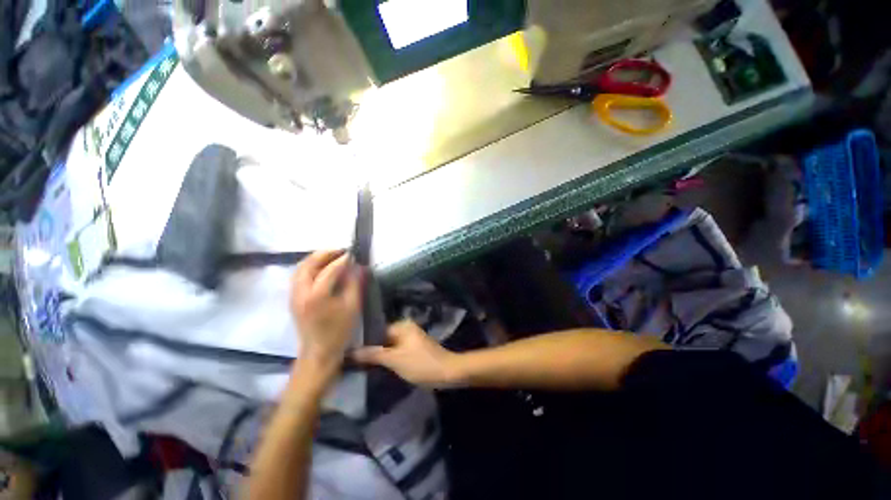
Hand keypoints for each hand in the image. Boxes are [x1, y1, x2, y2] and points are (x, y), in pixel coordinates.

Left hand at [291, 251, 362, 373]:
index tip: (353, 254)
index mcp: (317, 296)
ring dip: (316, 259)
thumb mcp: (352, 307)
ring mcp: (294, 295)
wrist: (319, 352)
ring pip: (300, 268)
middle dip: (325, 254)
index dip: (342, 260)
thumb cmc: (339, 331)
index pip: (329, 270)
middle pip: (308, 264)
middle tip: (341, 250)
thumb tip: (357, 267)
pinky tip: (321, 267)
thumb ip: (354, 284)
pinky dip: (310, 266)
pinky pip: (299, 275)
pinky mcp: (293, 299)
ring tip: (332, 256)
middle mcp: (301, 292)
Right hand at [353, 320, 460, 388]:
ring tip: (358, 365)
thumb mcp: (395, 360)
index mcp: (402, 325)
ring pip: (388, 346)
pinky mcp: (412, 349)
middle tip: (350, 360)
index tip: (347, 351)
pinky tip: (375, 367)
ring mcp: (409, 338)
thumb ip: (373, 355)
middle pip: (382, 338)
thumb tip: (350, 351)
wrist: (447, 372)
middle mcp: (405, 328)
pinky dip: (386, 358)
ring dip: (377, 355)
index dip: (363, 341)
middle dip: (369, 349)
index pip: (376, 330)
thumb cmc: (421, 364)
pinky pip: (395, 351)